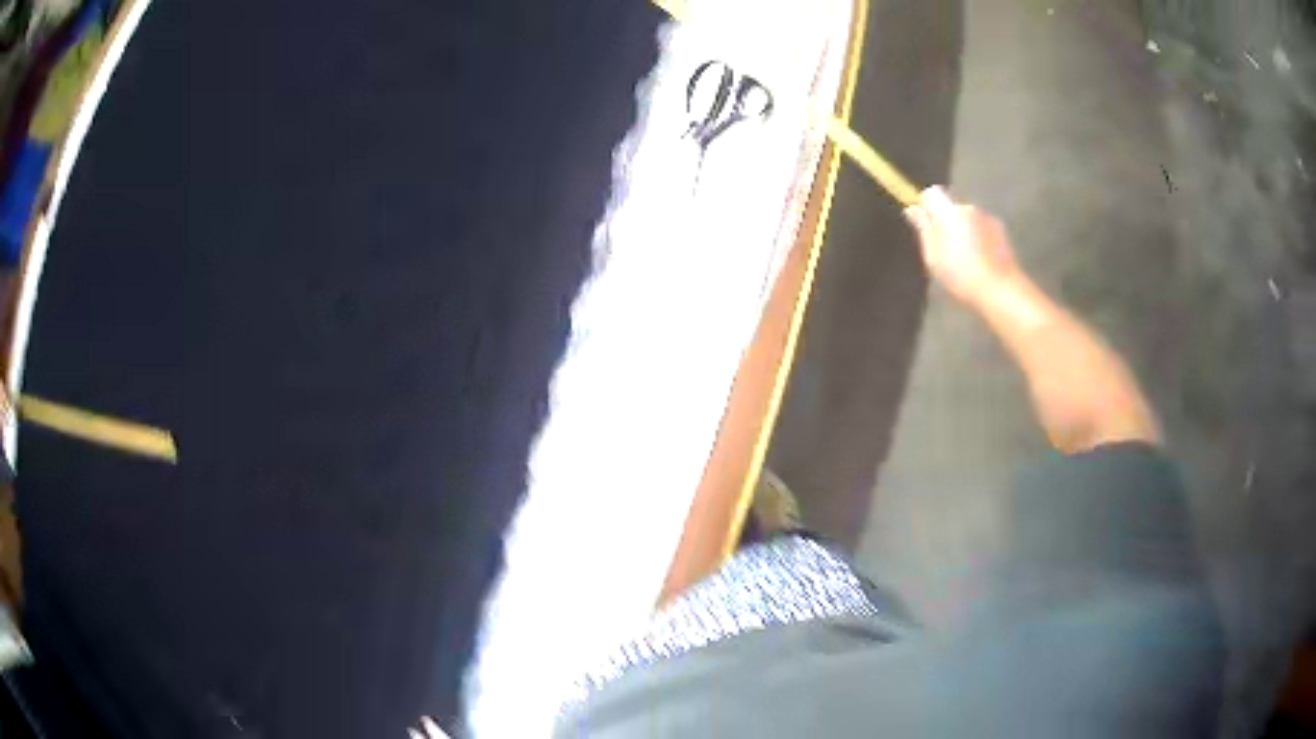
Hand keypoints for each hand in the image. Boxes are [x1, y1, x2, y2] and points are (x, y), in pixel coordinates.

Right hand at [904, 186, 1021, 305]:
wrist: (1002, 291)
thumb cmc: (962, 275)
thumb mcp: (934, 256)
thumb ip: (923, 228)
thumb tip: (913, 209)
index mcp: (950, 212)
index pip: (931, 194)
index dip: (925, 206)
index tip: (923, 226)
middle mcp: (970, 209)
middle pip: (951, 208)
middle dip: (946, 223)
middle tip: (944, 251)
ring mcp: (989, 220)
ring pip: (969, 220)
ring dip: (964, 233)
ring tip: (965, 261)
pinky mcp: (1003, 234)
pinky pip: (983, 230)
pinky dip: (979, 241)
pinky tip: (980, 263)